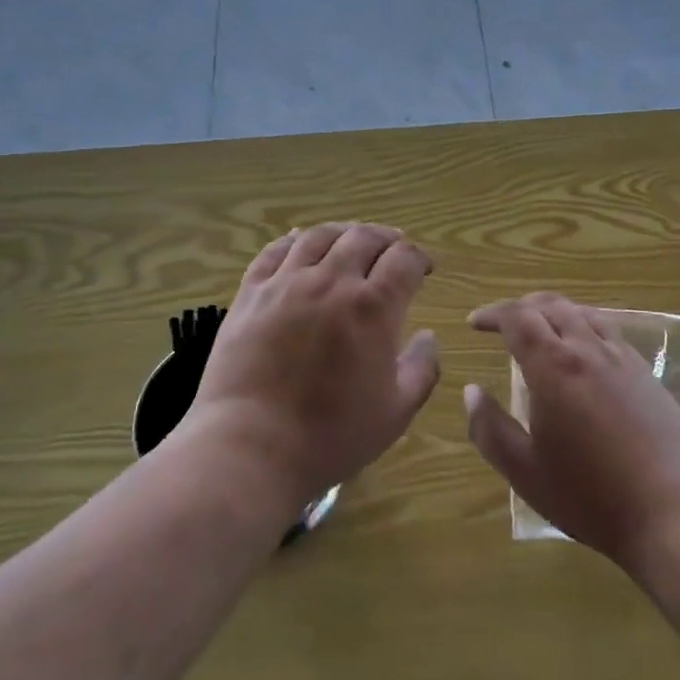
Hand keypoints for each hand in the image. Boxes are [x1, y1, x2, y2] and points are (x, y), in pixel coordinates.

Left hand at [183, 223, 440, 512]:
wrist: (251, 447)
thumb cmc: (331, 435)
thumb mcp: (396, 412)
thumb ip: (422, 368)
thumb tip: (428, 336)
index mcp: (373, 307)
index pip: (404, 260)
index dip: (420, 257)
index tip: (424, 267)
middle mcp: (332, 281)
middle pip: (364, 238)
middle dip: (387, 238)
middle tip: (394, 246)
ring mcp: (286, 283)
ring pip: (320, 236)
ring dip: (344, 232)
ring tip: (352, 238)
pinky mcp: (251, 293)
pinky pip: (274, 251)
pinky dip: (293, 239)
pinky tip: (300, 240)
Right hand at [463, 293, 679, 575]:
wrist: (672, 514)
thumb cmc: (590, 497)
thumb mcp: (526, 473)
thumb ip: (490, 430)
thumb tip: (470, 391)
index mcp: (554, 367)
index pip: (517, 317)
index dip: (493, 313)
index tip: (475, 323)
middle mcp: (588, 349)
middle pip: (550, 306)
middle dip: (521, 307)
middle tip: (502, 323)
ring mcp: (622, 358)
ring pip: (583, 312)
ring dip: (554, 311)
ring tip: (540, 328)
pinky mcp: (646, 373)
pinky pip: (609, 330)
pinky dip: (584, 325)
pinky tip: (583, 351)